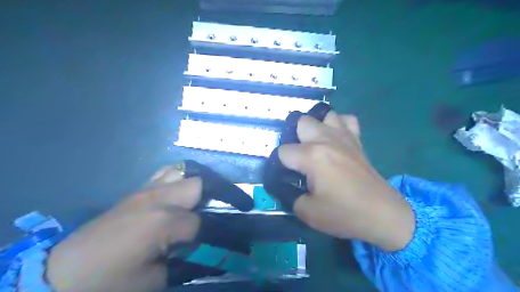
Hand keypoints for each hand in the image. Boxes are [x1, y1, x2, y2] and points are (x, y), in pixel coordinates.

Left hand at [47, 166, 202, 291]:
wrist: (64, 272)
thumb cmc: (110, 280)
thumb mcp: (153, 281)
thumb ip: (182, 260)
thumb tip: (196, 245)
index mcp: (164, 221)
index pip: (199, 221)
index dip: (203, 234)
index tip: (199, 244)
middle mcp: (159, 198)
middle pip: (197, 185)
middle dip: (206, 200)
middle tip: (203, 217)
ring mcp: (147, 190)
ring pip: (181, 173)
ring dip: (191, 187)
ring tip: (192, 203)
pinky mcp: (137, 190)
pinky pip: (164, 174)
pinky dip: (176, 180)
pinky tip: (174, 195)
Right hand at [276, 112, 414, 249]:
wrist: (382, 214)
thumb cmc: (345, 214)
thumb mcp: (308, 213)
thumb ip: (290, 195)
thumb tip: (287, 185)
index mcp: (312, 156)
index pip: (283, 151)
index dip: (279, 164)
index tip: (285, 175)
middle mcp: (325, 139)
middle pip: (300, 122)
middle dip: (294, 138)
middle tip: (299, 158)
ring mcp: (343, 136)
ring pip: (324, 115)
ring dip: (316, 127)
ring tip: (315, 144)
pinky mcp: (357, 140)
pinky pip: (346, 120)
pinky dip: (338, 125)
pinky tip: (336, 138)